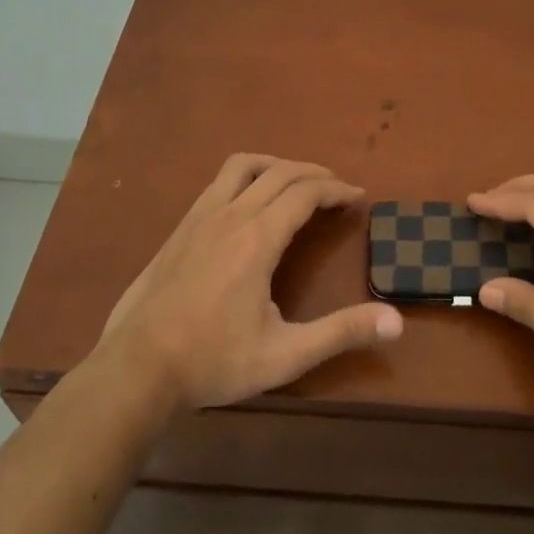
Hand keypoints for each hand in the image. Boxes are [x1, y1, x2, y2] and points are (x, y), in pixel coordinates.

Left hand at [99, 154, 402, 410]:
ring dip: (276, 165)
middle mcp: (230, 215)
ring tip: (295, 182)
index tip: (358, 199)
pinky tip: (248, 205)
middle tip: (337, 189)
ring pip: (243, 166)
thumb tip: (397, 321)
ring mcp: (199, 218)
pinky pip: (218, 183)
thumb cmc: (213, 361)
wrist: (136, 368)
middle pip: (279, 172)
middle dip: (314, 173)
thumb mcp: (285, 354)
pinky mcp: (179, 228)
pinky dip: (246, 178)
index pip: (305, 193)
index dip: (337, 190)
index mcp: (258, 239)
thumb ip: (341, 333)